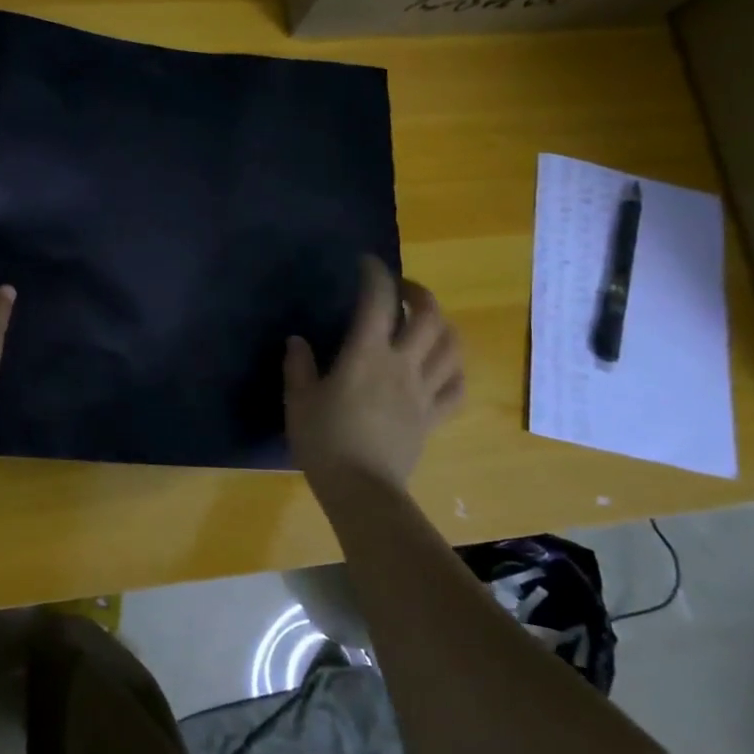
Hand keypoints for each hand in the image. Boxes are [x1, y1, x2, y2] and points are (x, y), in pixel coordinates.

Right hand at [284, 256, 463, 488]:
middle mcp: (401, 365)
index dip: (375, 274)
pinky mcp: (434, 416)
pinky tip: (442, 363)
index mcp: (365, 355)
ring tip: (426, 321)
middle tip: (401, 290)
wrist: (362, 490)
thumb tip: (298, 341)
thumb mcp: (298, 401)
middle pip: (428, 316)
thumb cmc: (324, 442)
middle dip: (418, 292)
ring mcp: (423, 391)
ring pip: (451, 346)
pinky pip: (456, 386)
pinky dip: (454, 368)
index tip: (367, 263)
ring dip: (442, 324)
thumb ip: (298, 366)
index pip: (377, 301)